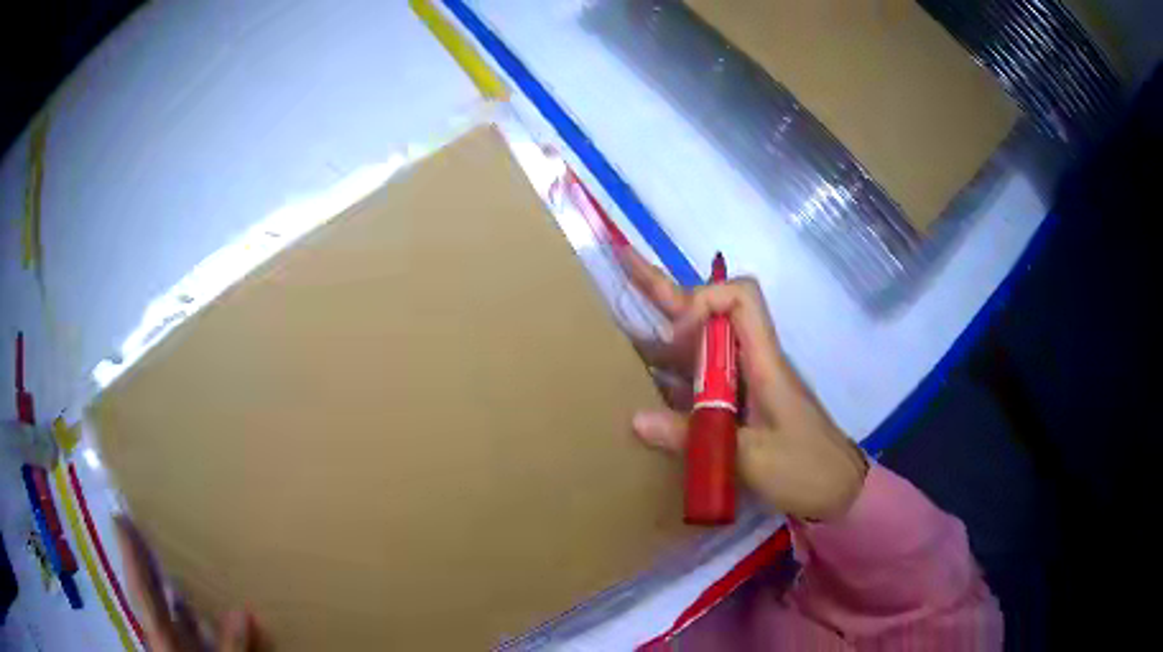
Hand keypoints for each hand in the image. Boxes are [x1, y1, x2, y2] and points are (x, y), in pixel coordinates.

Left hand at [114, 516, 260, 651]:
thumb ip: (230, 647)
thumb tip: (243, 611)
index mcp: (161, 636)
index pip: (141, 588)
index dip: (129, 554)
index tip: (119, 516)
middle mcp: (163, 634)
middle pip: (148, 591)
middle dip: (145, 557)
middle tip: (146, 518)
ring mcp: (176, 643)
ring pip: (169, 607)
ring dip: (170, 581)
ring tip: (177, 549)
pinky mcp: (189, 650)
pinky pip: (188, 623)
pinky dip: (193, 607)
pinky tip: (206, 597)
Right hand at [619, 248, 867, 520]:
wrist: (837, 491)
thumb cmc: (805, 469)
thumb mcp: (751, 458)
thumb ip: (695, 437)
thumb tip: (635, 419)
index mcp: (764, 361)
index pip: (741, 297)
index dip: (704, 302)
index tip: (676, 338)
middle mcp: (752, 362)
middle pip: (711, 312)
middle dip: (667, 291)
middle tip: (623, 261)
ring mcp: (745, 384)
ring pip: (701, 347)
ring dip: (663, 337)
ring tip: (616, 332)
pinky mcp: (741, 406)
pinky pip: (702, 380)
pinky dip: (672, 376)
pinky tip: (643, 384)